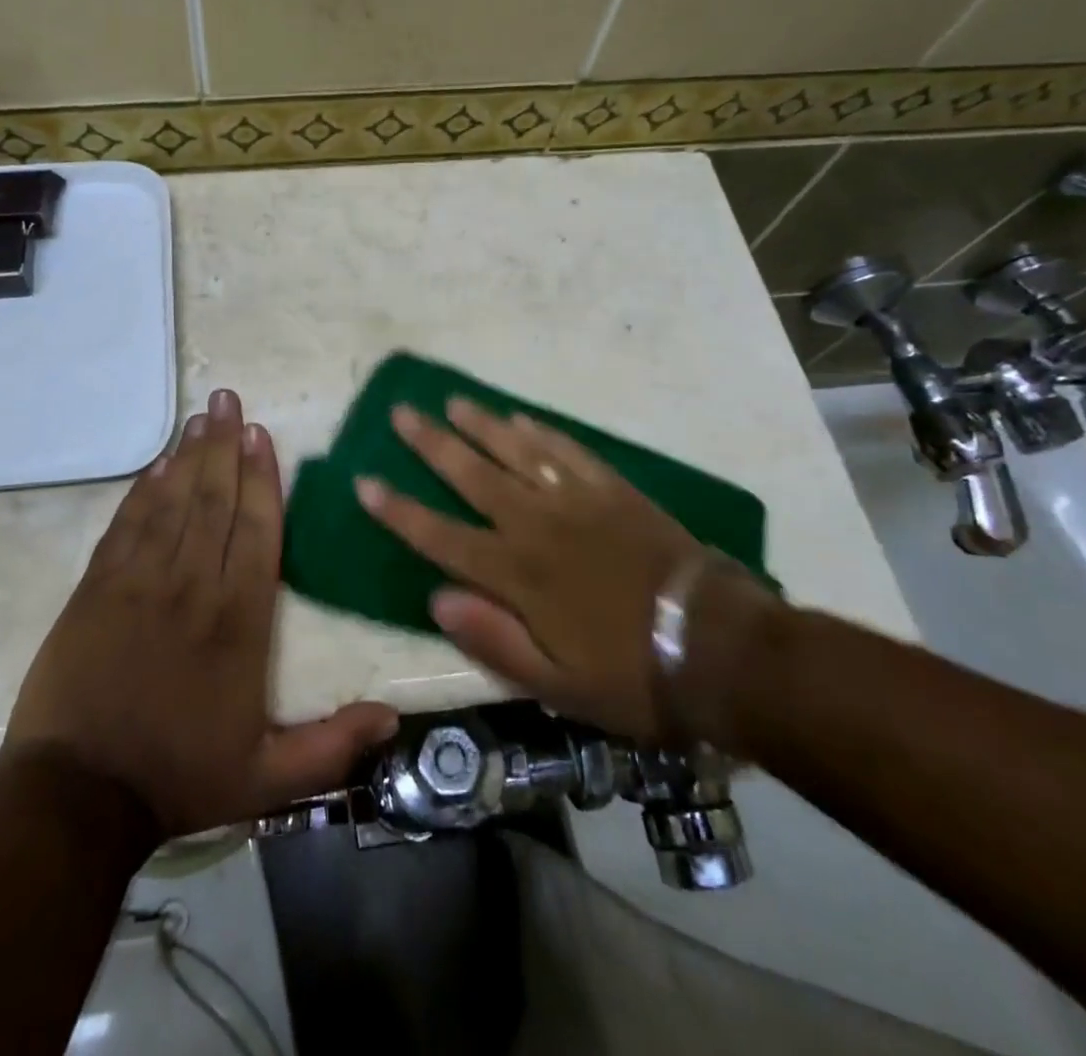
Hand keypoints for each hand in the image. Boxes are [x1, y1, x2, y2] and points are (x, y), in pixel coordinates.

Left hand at [6, 388, 398, 839]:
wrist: (76, 797)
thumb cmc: (178, 778)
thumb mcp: (268, 780)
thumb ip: (334, 747)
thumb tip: (394, 718)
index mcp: (238, 620)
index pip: (256, 531)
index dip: (261, 478)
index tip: (261, 434)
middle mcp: (192, 586)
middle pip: (213, 501)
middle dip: (223, 445)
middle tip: (228, 399)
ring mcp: (139, 582)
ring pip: (171, 503)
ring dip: (187, 456)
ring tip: (200, 416)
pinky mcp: (96, 588)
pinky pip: (126, 525)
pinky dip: (142, 492)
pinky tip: (155, 465)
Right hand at [355, 398, 776, 746]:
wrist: (720, 647)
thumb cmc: (633, 675)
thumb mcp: (557, 686)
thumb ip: (493, 640)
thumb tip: (436, 598)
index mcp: (517, 575)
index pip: (441, 536)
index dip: (399, 510)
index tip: (365, 482)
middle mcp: (537, 526)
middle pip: (472, 476)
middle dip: (431, 444)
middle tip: (400, 413)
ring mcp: (577, 501)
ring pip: (516, 452)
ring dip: (480, 424)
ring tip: (451, 400)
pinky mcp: (613, 491)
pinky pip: (568, 451)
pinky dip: (541, 432)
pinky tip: (520, 418)